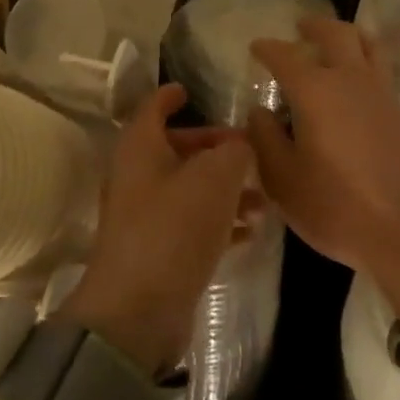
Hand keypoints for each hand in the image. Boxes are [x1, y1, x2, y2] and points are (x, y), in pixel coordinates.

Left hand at [59, 83, 253, 375]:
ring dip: (224, 189)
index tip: (190, 89)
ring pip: (188, 187)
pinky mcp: (155, 250)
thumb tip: (240, 146)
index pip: (153, 107)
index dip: (171, 95)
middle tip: (250, 152)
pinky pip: (190, 222)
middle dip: (214, 148)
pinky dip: (217, 220)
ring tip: (262, 200)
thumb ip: (234, 152)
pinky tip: (248, 231)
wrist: (138, 310)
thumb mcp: (215, 178)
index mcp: (140, 146)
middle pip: (176, 148)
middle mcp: (136, 175)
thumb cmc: (174, 227)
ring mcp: (143, 215)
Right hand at [249, 17, 399, 337]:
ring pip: (367, 44)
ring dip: (346, 34)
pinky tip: (352, 78)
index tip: (255, 47)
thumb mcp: (284, 181)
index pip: (286, 56)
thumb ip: (266, 140)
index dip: (268, 49)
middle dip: (315, 26)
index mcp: (315, 91)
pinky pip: (380, 66)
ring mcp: (381, 94)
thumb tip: (260, 112)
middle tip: (299, 27)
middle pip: (336, 34)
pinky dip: (364, 56)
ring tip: (332, 41)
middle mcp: (350, 80)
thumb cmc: (338, 207)